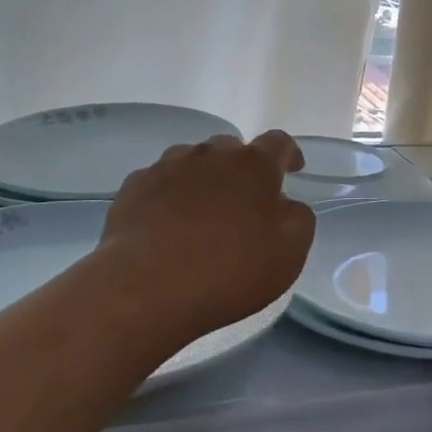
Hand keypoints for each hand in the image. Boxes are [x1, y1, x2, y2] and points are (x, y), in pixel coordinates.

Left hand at [100, 130, 314, 346]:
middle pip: (232, 150)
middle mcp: (210, 154)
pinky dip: (170, 196)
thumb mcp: (289, 254)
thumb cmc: (228, 271)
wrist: (145, 289)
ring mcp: (167, 167)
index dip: (289, 154)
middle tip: (244, 203)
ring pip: (193, 162)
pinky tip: (166, 226)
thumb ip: (298, 219)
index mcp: (253, 165)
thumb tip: (286, 205)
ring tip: (202, 214)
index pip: (278, 143)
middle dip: (242, 170)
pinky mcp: (134, 187)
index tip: (293, 170)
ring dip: (204, 180)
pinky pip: (160, 183)